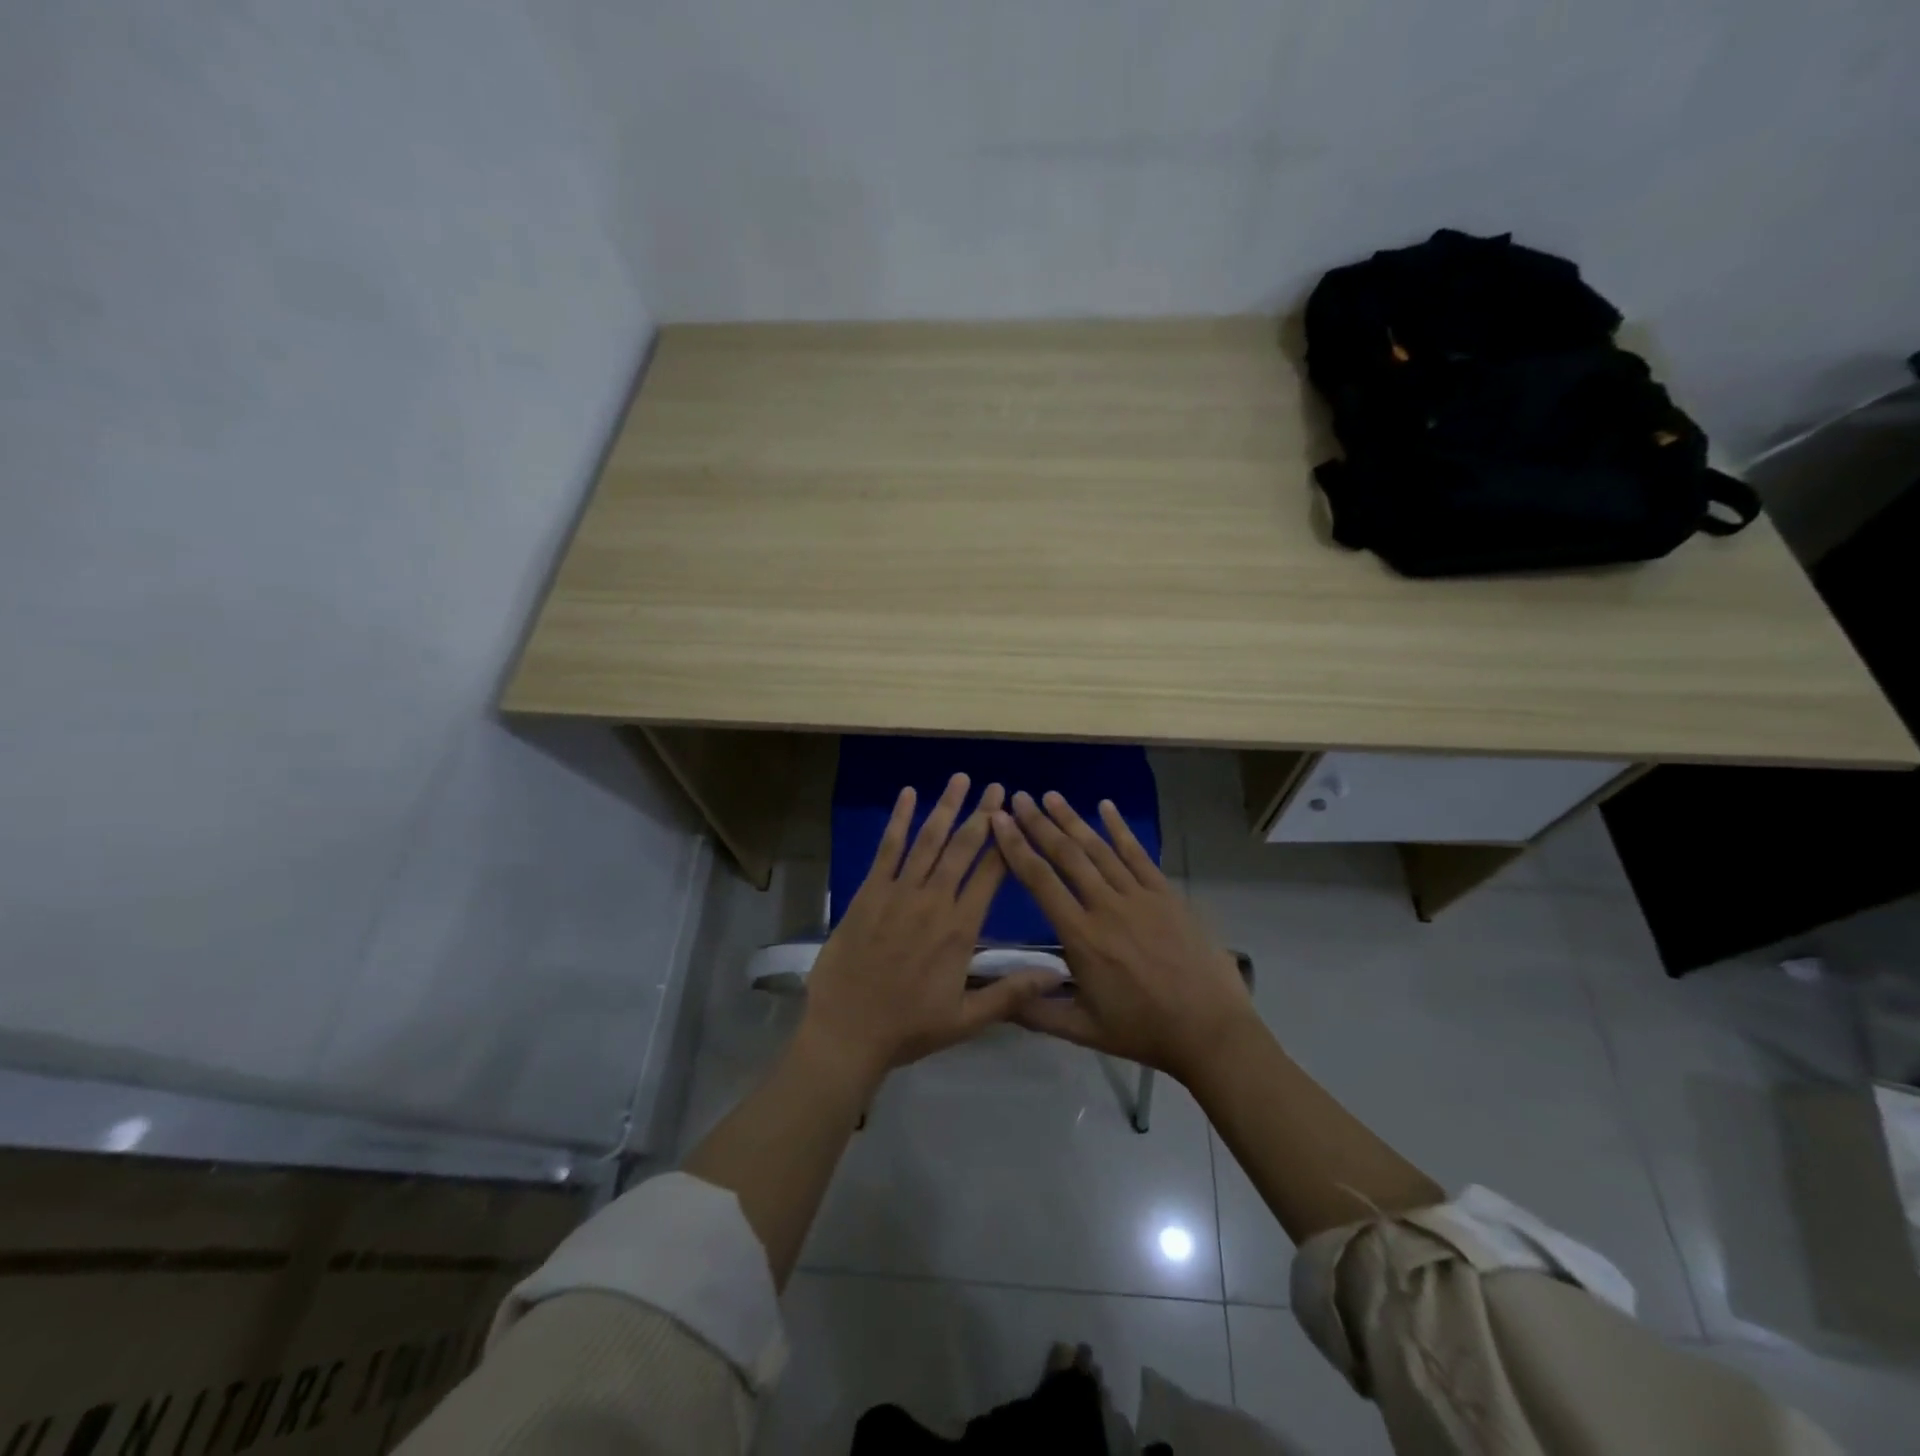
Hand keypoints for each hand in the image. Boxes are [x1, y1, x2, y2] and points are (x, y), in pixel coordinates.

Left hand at [800, 774, 1057, 1087]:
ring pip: (928, 841)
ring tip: (961, 779)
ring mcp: (898, 893)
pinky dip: (899, 820)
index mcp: (960, 930)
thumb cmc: (908, 1028)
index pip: (990, 876)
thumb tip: (1057, 973)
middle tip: (997, 787)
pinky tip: (909, 795)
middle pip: (963, 849)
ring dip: (946, 807)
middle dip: (982, 815)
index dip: (1006, 844)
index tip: (1018, 819)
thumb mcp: (967, 1020)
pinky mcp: (869, 893)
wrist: (847, 1033)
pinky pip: (887, 849)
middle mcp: (933, 902)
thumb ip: (1011, 993)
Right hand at [990, 790, 1255, 1083]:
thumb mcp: (1082, 1030)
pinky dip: (1120, 829)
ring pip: (1099, 849)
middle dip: (1040, 824)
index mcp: (1082, 937)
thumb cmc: (1143, 1030)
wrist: (1209, 1030)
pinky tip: (1105, 806)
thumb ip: (1035, 1011)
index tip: (1000, 820)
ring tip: (1051, 796)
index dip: (1016, 847)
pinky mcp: (1165, 894)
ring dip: (1072, 820)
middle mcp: (1106, 906)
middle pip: (1067, 855)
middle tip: (1020, 797)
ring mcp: (1139, 896)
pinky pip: (1138, 854)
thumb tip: (993, 996)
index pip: (1040, 882)